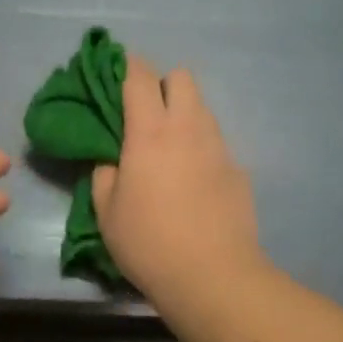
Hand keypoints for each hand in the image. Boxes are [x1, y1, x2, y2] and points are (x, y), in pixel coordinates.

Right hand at [92, 57, 264, 318]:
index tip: (118, 69)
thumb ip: (104, 176)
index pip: (140, 76)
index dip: (128, 65)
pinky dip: (202, 149)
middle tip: (147, 113)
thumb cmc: (150, 243)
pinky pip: (216, 143)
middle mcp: (187, 127)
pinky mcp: (238, 168)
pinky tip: (194, 181)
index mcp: (150, 132)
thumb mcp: (107, 213)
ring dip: (184, 114)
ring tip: (171, 147)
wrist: (214, 276)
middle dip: (163, 83)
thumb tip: (112, 162)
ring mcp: (218, 146)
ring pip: (202, 107)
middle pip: (182, 77)